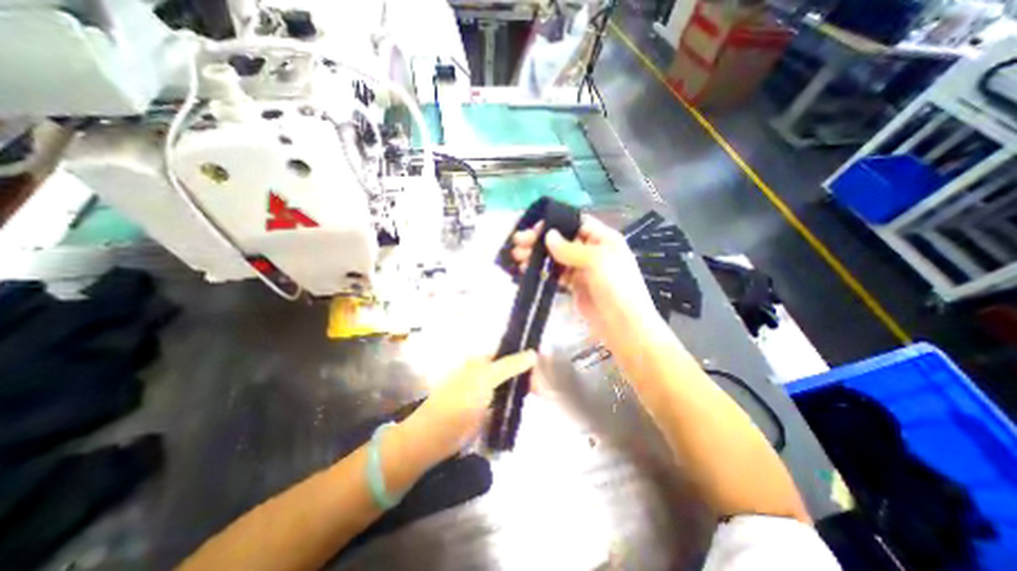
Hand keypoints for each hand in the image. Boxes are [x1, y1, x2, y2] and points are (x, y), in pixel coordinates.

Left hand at [397, 352, 538, 464]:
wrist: (435, 437)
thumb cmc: (459, 402)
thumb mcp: (485, 379)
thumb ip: (509, 365)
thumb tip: (533, 353)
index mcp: (482, 361)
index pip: (510, 354)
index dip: (526, 360)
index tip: (542, 372)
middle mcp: (484, 373)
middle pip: (512, 370)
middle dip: (528, 377)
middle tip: (543, 392)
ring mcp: (485, 392)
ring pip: (511, 386)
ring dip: (525, 390)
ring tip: (542, 397)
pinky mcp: (487, 410)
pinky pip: (506, 402)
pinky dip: (518, 403)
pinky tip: (528, 406)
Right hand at [509, 216, 658, 349]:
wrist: (624, 326)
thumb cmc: (617, 288)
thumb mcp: (597, 262)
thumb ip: (571, 248)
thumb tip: (548, 235)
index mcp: (603, 239)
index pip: (576, 223)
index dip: (555, 223)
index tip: (534, 229)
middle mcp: (593, 250)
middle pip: (563, 239)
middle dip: (540, 240)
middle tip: (518, 243)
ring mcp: (583, 269)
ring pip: (557, 257)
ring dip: (538, 256)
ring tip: (518, 257)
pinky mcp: (575, 285)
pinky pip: (556, 274)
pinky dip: (542, 271)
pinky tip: (528, 270)